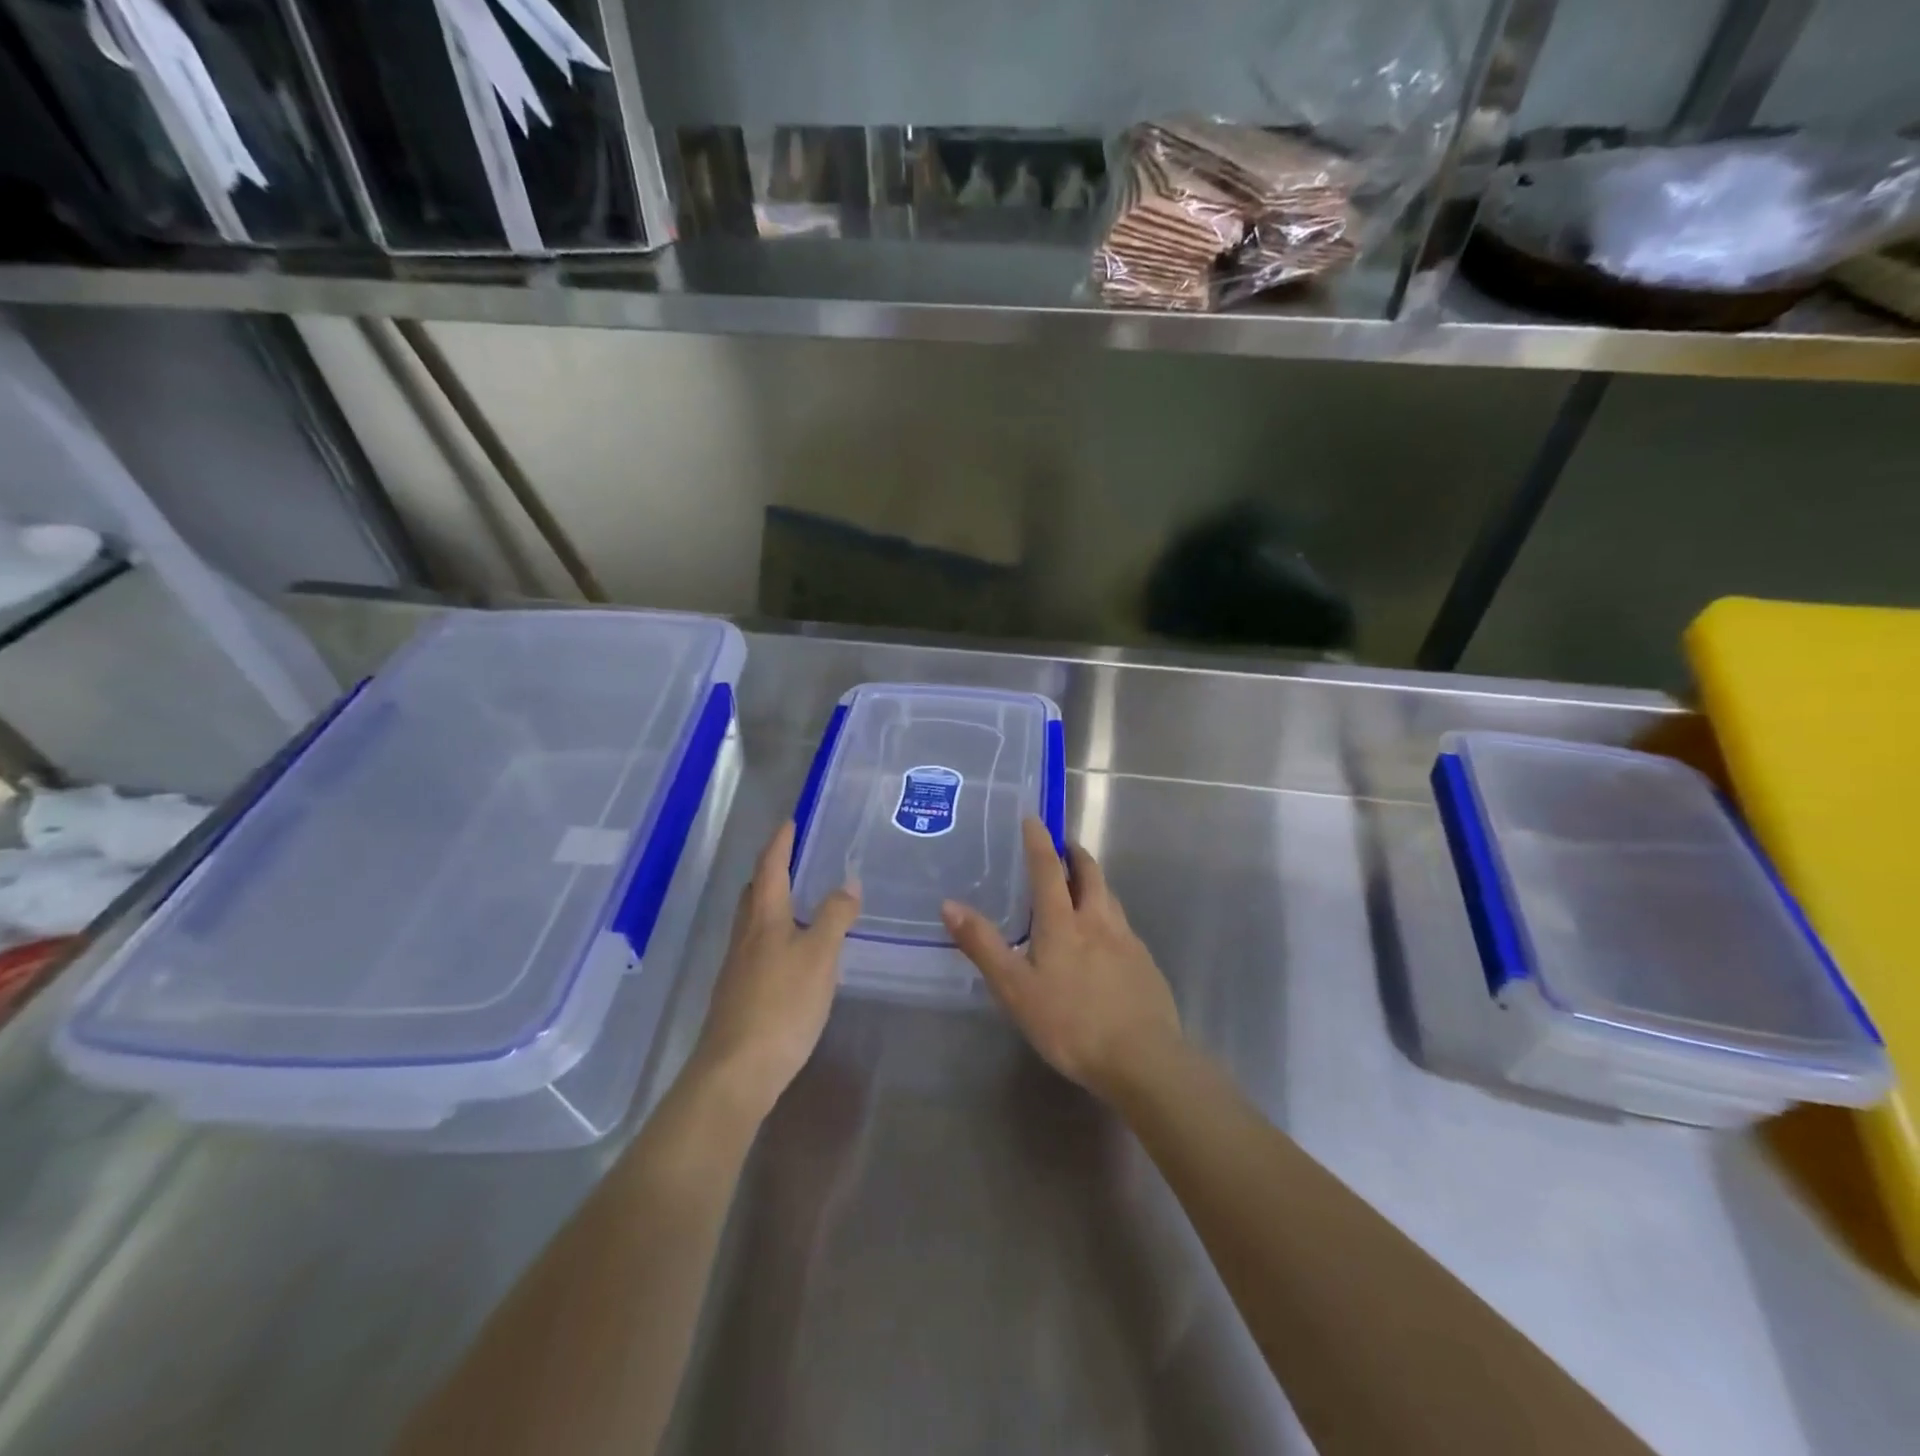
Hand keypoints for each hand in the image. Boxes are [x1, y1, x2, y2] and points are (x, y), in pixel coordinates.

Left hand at [691, 822, 860, 1119]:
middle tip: (793, 858)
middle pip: (755, 893)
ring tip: (798, 902)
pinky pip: (757, 949)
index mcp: (764, 919)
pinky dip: (774, 935)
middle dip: (771, 871)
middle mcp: (746, 936)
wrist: (737, 1070)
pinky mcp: (738, 994)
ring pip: (753, 922)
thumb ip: (834, 917)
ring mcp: (738, 967)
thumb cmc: (782, 1004)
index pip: (770, 868)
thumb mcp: (820, 956)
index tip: (789, 822)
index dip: (780, 843)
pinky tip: (791, 954)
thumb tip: (848, 883)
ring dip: (772, 903)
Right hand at [941, 818, 1181, 1101]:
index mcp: (1064, 922)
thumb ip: (983, 946)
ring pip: (1110, 897)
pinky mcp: (1145, 964)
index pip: (1048, 869)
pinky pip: (1124, 926)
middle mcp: (1098, 921)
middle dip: (1075, 853)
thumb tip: (949, 905)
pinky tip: (1104, 939)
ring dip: (1094, 881)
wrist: (1143, 1059)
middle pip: (1090, 873)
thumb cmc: (1070, 1023)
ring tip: (1081, 886)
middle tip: (1062, 846)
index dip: (1039, 841)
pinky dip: (1109, 915)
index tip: (1034, 819)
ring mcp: (1127, 941)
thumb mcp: (1015, 989)